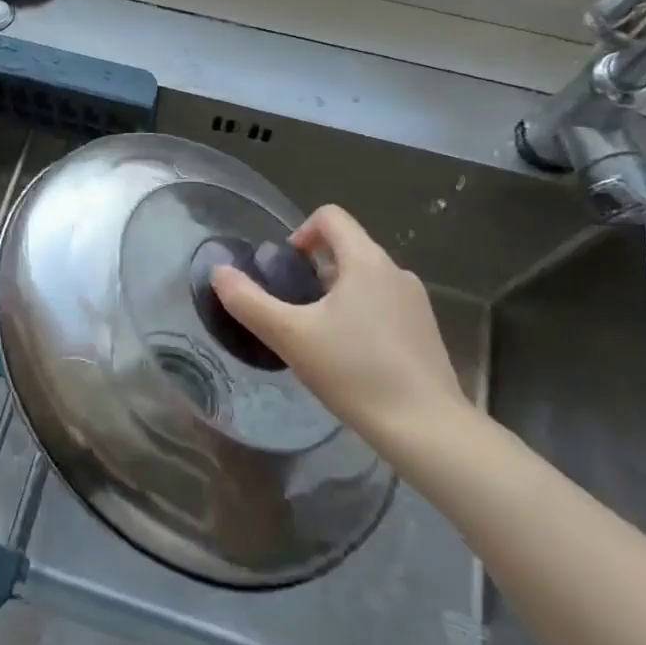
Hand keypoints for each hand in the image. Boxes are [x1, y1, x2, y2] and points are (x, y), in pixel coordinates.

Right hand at [210, 205, 468, 453]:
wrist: (426, 427)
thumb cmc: (354, 372)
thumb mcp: (290, 336)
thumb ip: (248, 301)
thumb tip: (219, 272)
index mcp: (365, 261)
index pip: (330, 217)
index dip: (300, 232)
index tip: (286, 269)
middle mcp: (395, 271)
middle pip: (347, 246)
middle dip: (315, 268)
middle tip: (294, 308)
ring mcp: (416, 301)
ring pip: (366, 277)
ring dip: (337, 292)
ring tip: (320, 334)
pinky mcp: (426, 330)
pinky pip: (384, 303)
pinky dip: (362, 314)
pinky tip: (351, 356)